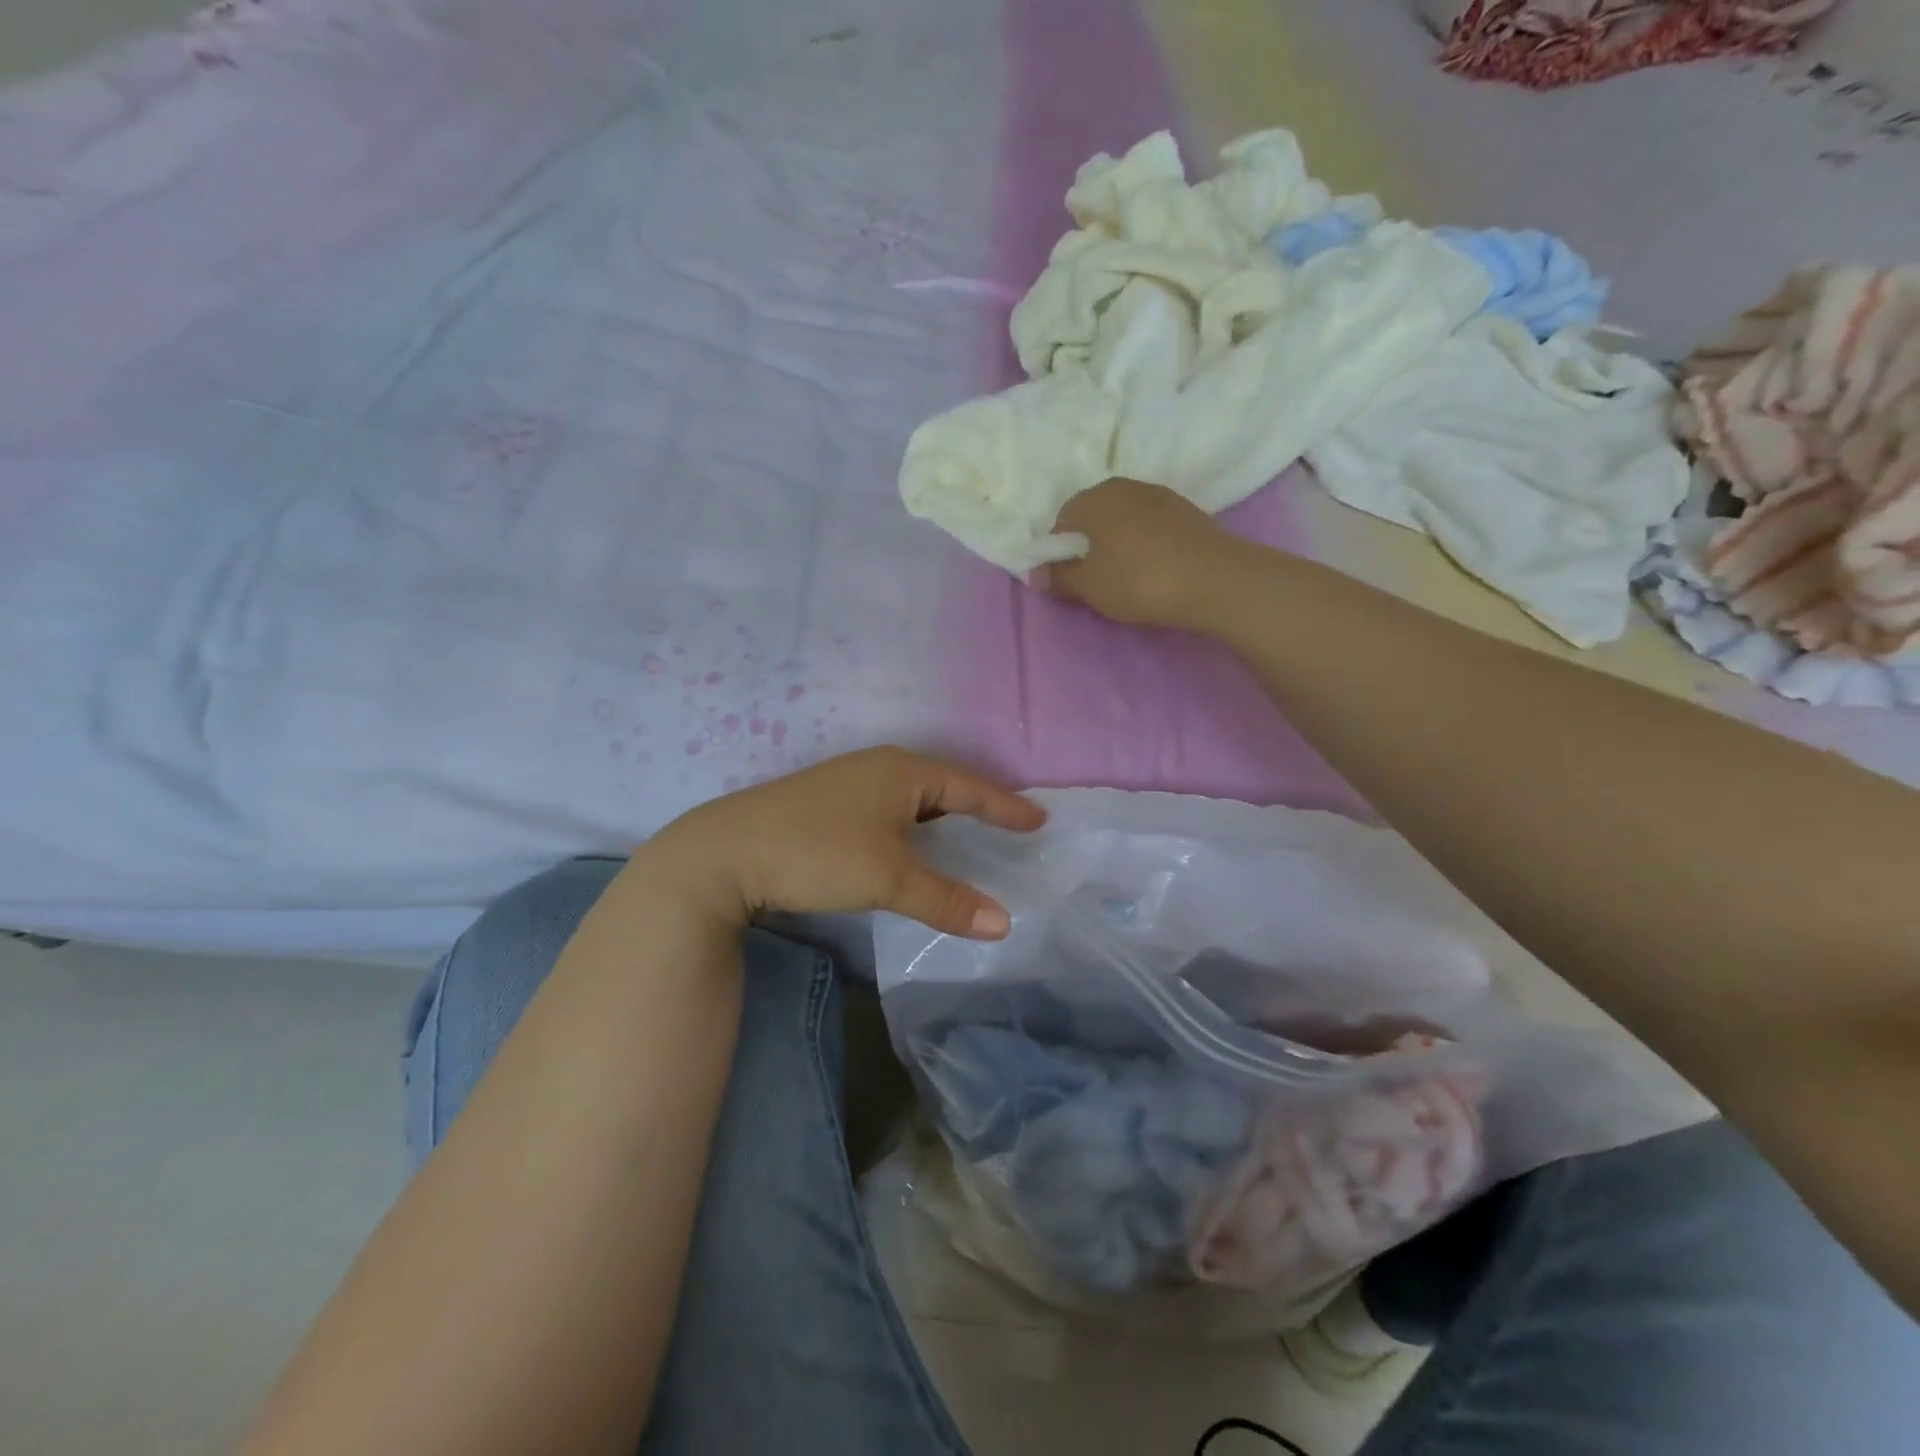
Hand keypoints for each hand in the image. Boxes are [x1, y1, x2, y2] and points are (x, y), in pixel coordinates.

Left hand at [642, 748, 1045, 938]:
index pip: (970, 786)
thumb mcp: (888, 878)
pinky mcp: (825, 802)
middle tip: (1008, 823)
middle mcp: (878, 766)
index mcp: (903, 771)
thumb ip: (946, 900)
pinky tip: (907, 841)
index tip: (1038, 820)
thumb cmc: (818, 853)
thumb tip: (1004, 923)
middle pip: (942, 784)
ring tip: (966, 831)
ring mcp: (848, 781)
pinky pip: (887, 806)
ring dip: (941, 814)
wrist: (725, 853)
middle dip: (977, 804)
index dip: (1005, 806)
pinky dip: (911, 823)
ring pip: (911, 795)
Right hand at [1040, 478, 1238, 628]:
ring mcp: (1161, 495)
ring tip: (1126, 574)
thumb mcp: (1089, 587)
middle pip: (1095, 514)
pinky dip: (1146, 542)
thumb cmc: (1138, 580)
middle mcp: (1125, 486)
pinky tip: (1154, 568)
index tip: (1068, 576)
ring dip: (1119, 541)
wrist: (1214, 579)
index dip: (1060, 549)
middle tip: (1095, 577)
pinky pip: (1152, 525)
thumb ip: (1059, 578)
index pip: (1062, 519)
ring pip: (1126, 518)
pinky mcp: (1188, 511)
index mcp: (1095, 498)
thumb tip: (1034, 573)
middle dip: (1090, 542)